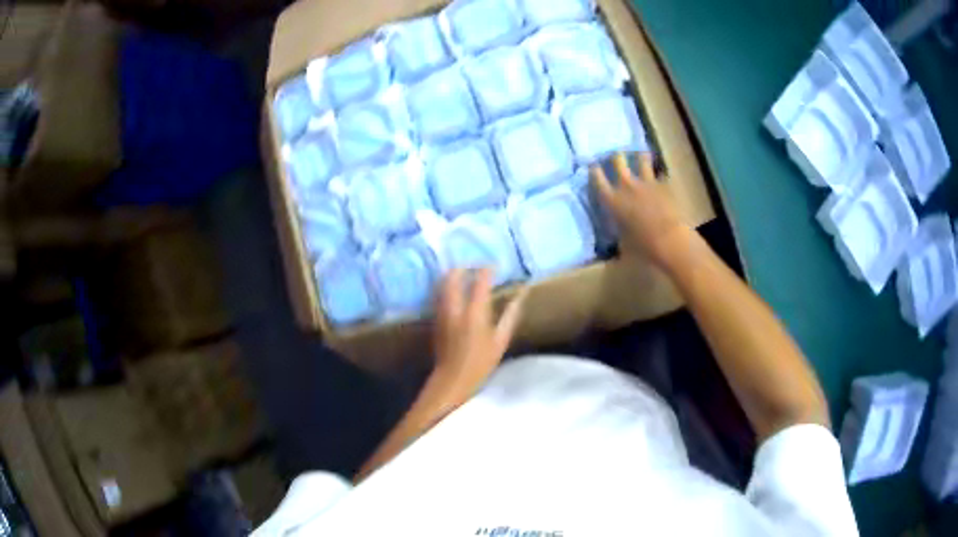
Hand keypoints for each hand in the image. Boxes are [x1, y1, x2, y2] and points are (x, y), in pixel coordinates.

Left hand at [432, 268, 525, 395]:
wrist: (452, 379)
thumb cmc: (480, 362)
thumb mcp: (500, 341)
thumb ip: (510, 315)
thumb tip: (521, 295)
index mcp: (474, 313)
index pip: (479, 282)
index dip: (486, 270)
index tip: (493, 265)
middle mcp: (455, 308)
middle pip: (453, 277)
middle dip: (463, 267)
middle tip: (474, 266)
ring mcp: (442, 312)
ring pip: (443, 284)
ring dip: (452, 275)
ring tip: (464, 273)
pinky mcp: (435, 318)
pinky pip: (439, 294)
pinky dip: (447, 287)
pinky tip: (454, 290)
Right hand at [591, 152, 691, 267]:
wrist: (669, 240)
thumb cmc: (642, 246)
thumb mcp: (623, 241)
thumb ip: (620, 229)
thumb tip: (621, 229)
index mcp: (612, 200)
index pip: (597, 179)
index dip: (595, 170)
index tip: (594, 165)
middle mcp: (627, 186)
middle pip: (618, 160)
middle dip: (617, 157)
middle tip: (618, 156)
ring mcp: (647, 182)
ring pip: (642, 159)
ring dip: (641, 157)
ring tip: (642, 155)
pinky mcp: (664, 185)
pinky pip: (662, 174)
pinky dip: (661, 175)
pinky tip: (663, 176)